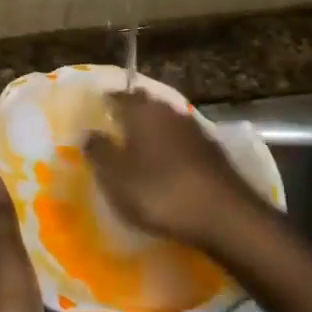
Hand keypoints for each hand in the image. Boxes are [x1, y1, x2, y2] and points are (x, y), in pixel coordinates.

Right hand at [84, 91, 267, 251]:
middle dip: (132, 110)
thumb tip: (88, 132)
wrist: (224, 214)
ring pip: (166, 120)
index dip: (107, 101)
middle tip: (117, 124)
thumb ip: (99, 152)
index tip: (98, 108)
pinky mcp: (213, 150)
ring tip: (140, 144)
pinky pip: (183, 139)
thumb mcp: (116, 177)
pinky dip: (171, 145)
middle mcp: (169, 112)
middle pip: (146, 104)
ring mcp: (195, 129)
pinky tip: (168, 162)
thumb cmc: (160, 192)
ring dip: (153, 127)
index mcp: (142, 112)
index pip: (120, 96)